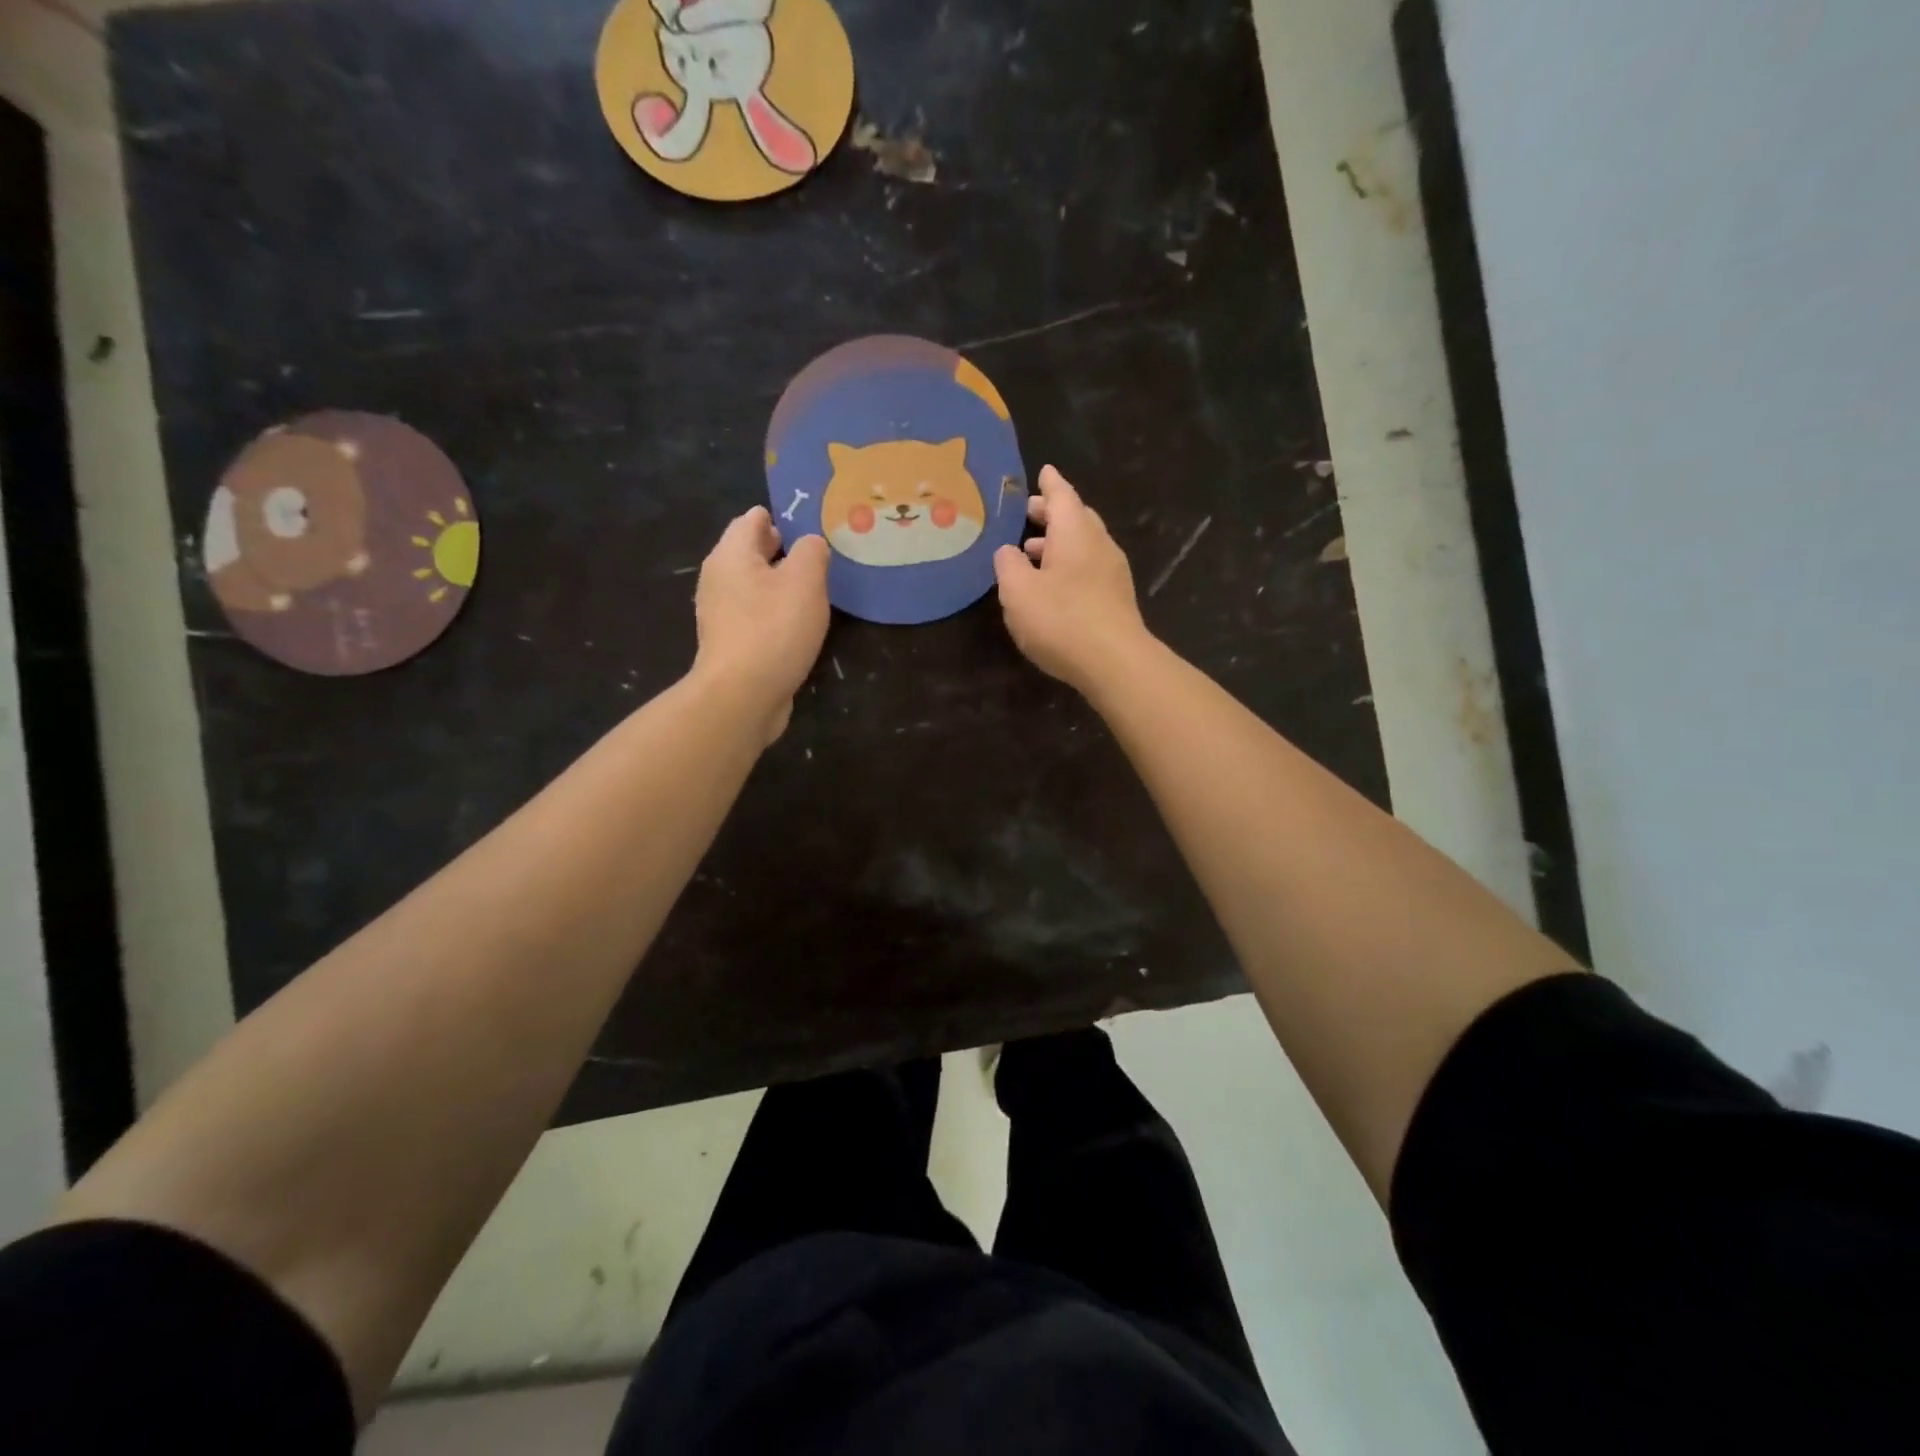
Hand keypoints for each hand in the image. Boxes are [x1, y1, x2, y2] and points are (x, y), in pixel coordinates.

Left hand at [691, 507, 830, 741]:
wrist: (741, 696)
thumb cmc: (774, 630)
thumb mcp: (805, 581)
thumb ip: (811, 552)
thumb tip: (810, 544)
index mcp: (731, 554)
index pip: (753, 519)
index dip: (783, 517)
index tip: (814, 526)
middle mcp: (718, 578)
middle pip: (751, 552)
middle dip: (782, 549)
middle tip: (820, 556)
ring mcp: (720, 613)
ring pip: (753, 585)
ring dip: (780, 583)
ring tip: (814, 590)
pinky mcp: (729, 642)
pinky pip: (754, 614)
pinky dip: (774, 611)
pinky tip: (797, 624)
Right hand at [993, 465, 1152, 695]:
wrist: (1114, 662)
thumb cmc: (1061, 619)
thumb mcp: (1018, 591)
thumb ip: (1008, 565)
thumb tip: (1008, 551)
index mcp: (1075, 533)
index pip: (1062, 496)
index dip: (1050, 484)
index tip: (1043, 471)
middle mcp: (1098, 545)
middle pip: (1077, 518)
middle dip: (1053, 514)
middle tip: (1029, 513)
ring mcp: (1113, 573)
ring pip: (1084, 545)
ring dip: (1058, 543)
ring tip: (1031, 551)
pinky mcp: (1116, 600)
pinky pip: (1089, 569)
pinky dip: (1068, 565)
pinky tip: (1053, 585)